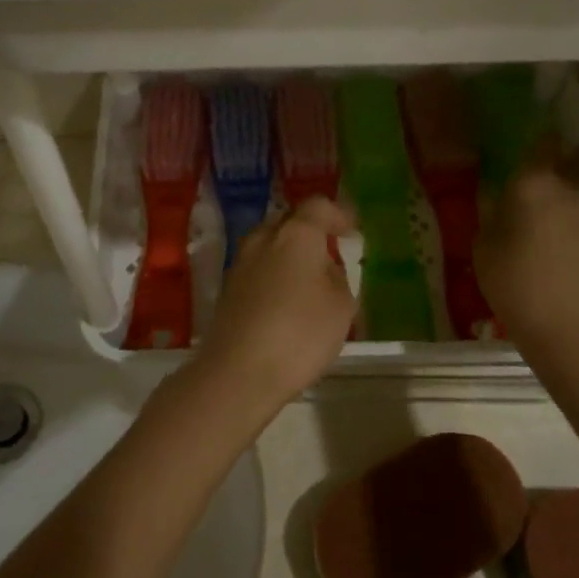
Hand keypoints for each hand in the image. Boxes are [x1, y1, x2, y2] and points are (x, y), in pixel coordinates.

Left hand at [188, 197, 355, 413]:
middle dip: (310, 232)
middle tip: (329, 252)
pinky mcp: (227, 288)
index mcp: (295, 234)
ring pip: (269, 245)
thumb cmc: (300, 334)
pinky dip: (273, 274)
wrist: (239, 371)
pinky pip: (257, 269)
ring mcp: (240, 263)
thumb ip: (338, 278)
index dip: (338, 215)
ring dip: (288, 254)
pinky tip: (285, 300)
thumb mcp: (341, 307)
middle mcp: (263, 238)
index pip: (318, 206)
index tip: (351, 231)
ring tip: (308, 279)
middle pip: (288, 222)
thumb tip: (325, 267)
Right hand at [476, 138, 578, 351]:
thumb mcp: (485, 251)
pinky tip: (571, 252)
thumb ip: (492, 218)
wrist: (577, 331)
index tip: (533, 149)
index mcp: (534, 185)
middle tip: (556, 176)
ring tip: (558, 224)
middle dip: (576, 158)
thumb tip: (499, 201)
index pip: (544, 144)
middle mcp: (574, 190)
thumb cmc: (517, 286)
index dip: (541, 143)